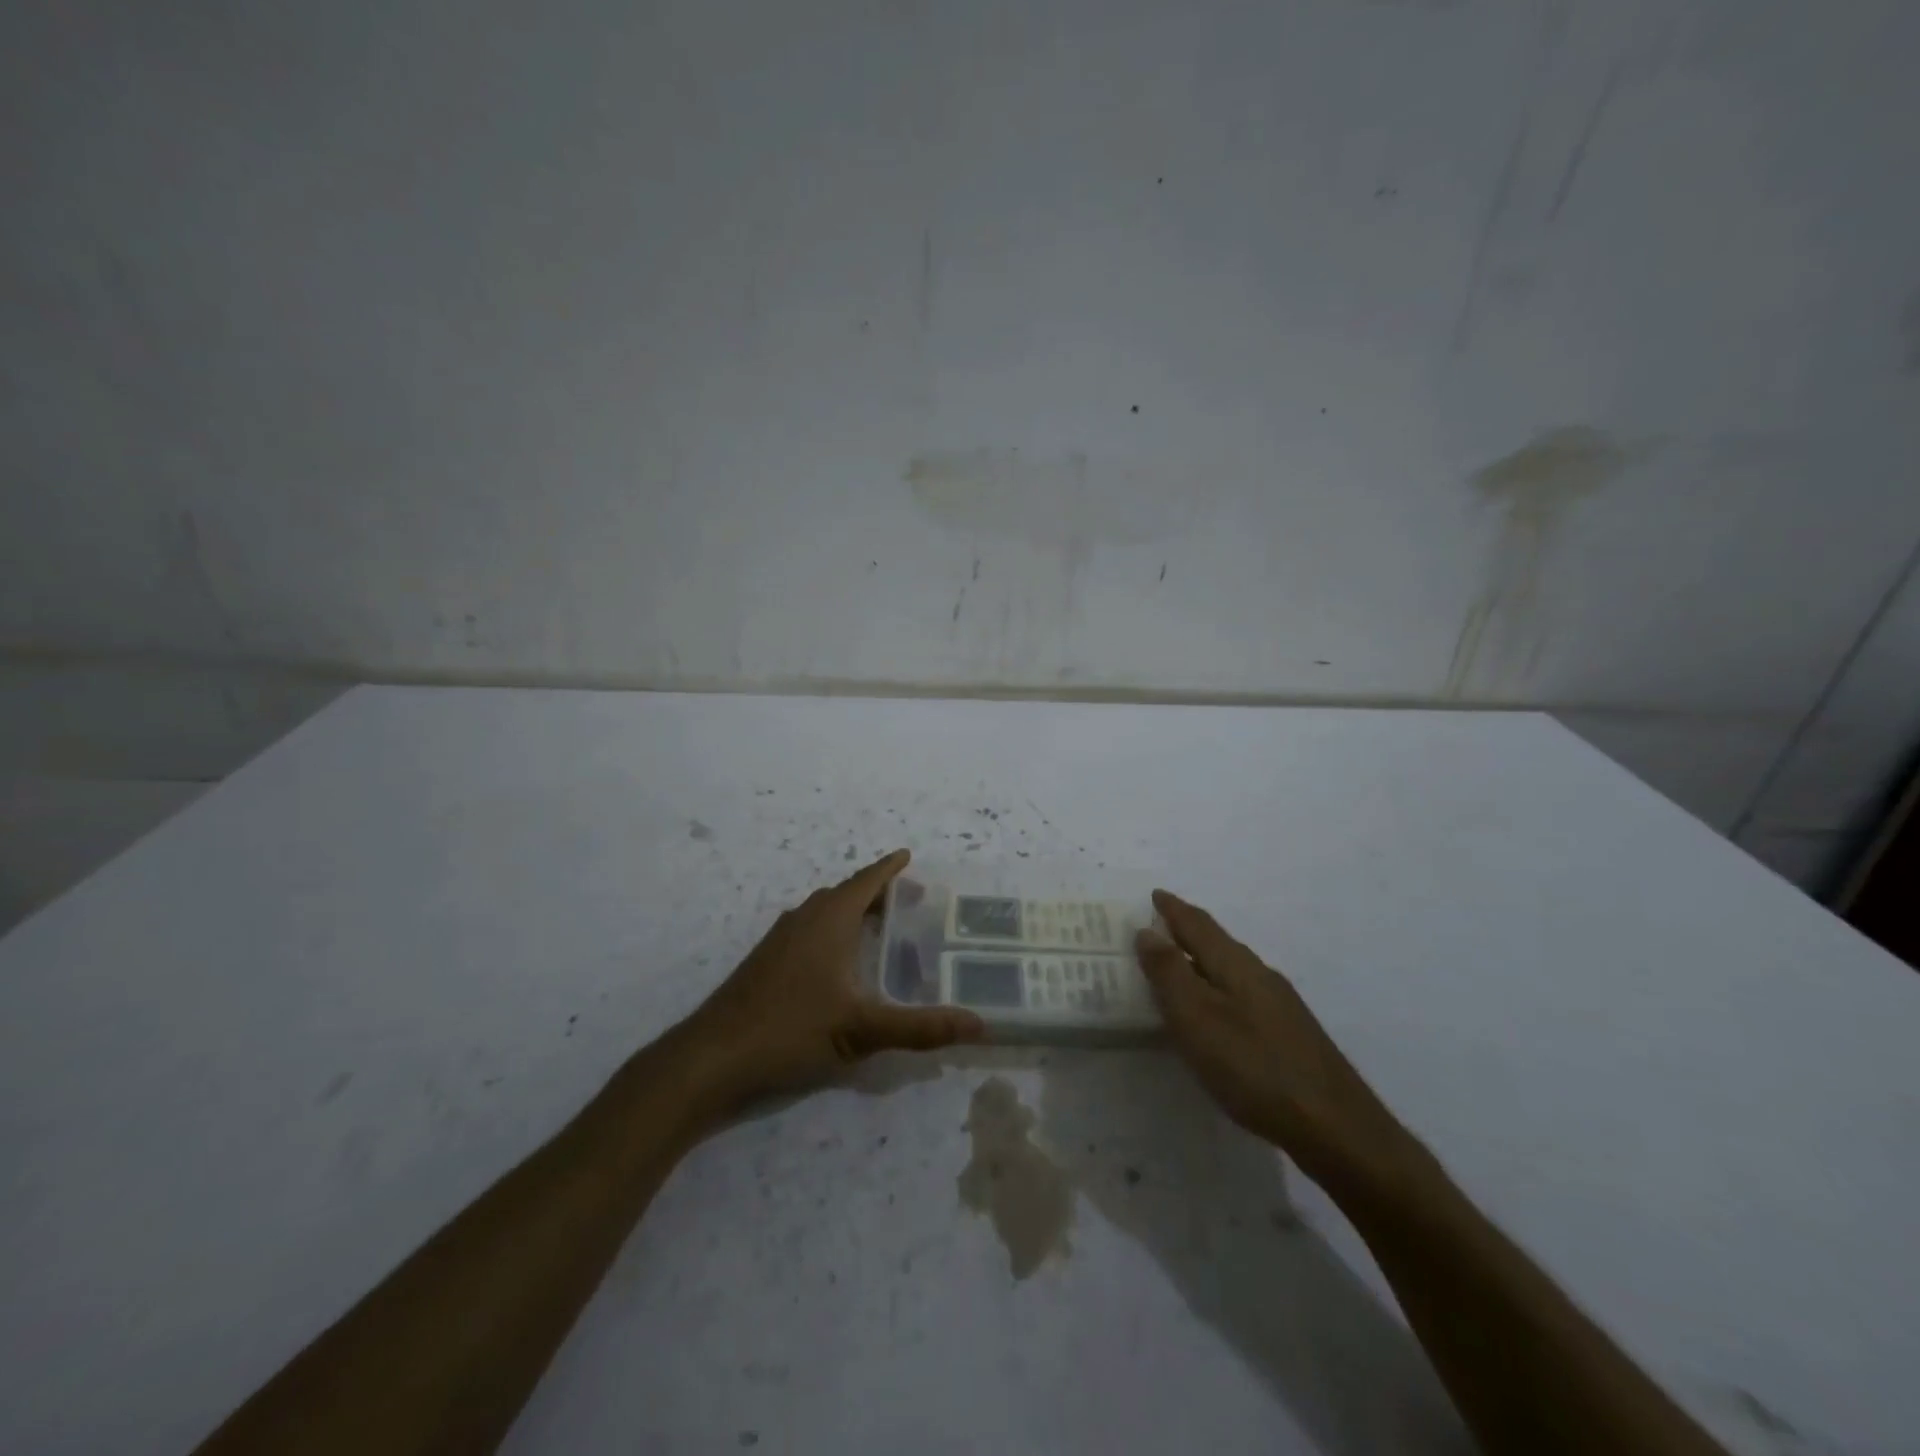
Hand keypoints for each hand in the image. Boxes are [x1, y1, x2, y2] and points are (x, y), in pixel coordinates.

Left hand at [679, 850, 983, 1107]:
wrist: (710, 1058)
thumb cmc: (789, 1031)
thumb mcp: (861, 1031)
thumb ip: (920, 1027)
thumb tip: (978, 1024)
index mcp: (828, 920)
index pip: (866, 881)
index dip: (889, 869)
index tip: (908, 856)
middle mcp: (804, 919)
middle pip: (845, 893)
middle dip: (876, 891)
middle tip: (908, 900)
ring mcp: (780, 940)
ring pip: (824, 912)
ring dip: (852, 911)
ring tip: (879, 927)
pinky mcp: (765, 963)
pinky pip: (809, 930)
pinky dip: (833, 931)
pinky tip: (839, 963)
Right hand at [1136, 890, 1425, 1195]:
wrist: (1335, 1127)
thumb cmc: (1254, 1067)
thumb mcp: (1198, 1018)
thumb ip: (1170, 974)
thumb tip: (1147, 931)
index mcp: (1236, 965)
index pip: (1198, 925)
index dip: (1173, 909)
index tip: (1155, 894)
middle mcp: (1260, 975)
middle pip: (1218, 943)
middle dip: (1188, 931)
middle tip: (1159, 927)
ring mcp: (1280, 1006)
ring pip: (1232, 970)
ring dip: (1203, 961)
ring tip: (1180, 967)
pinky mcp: (1289, 1035)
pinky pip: (1242, 995)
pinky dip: (1218, 989)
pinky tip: (1217, 1014)